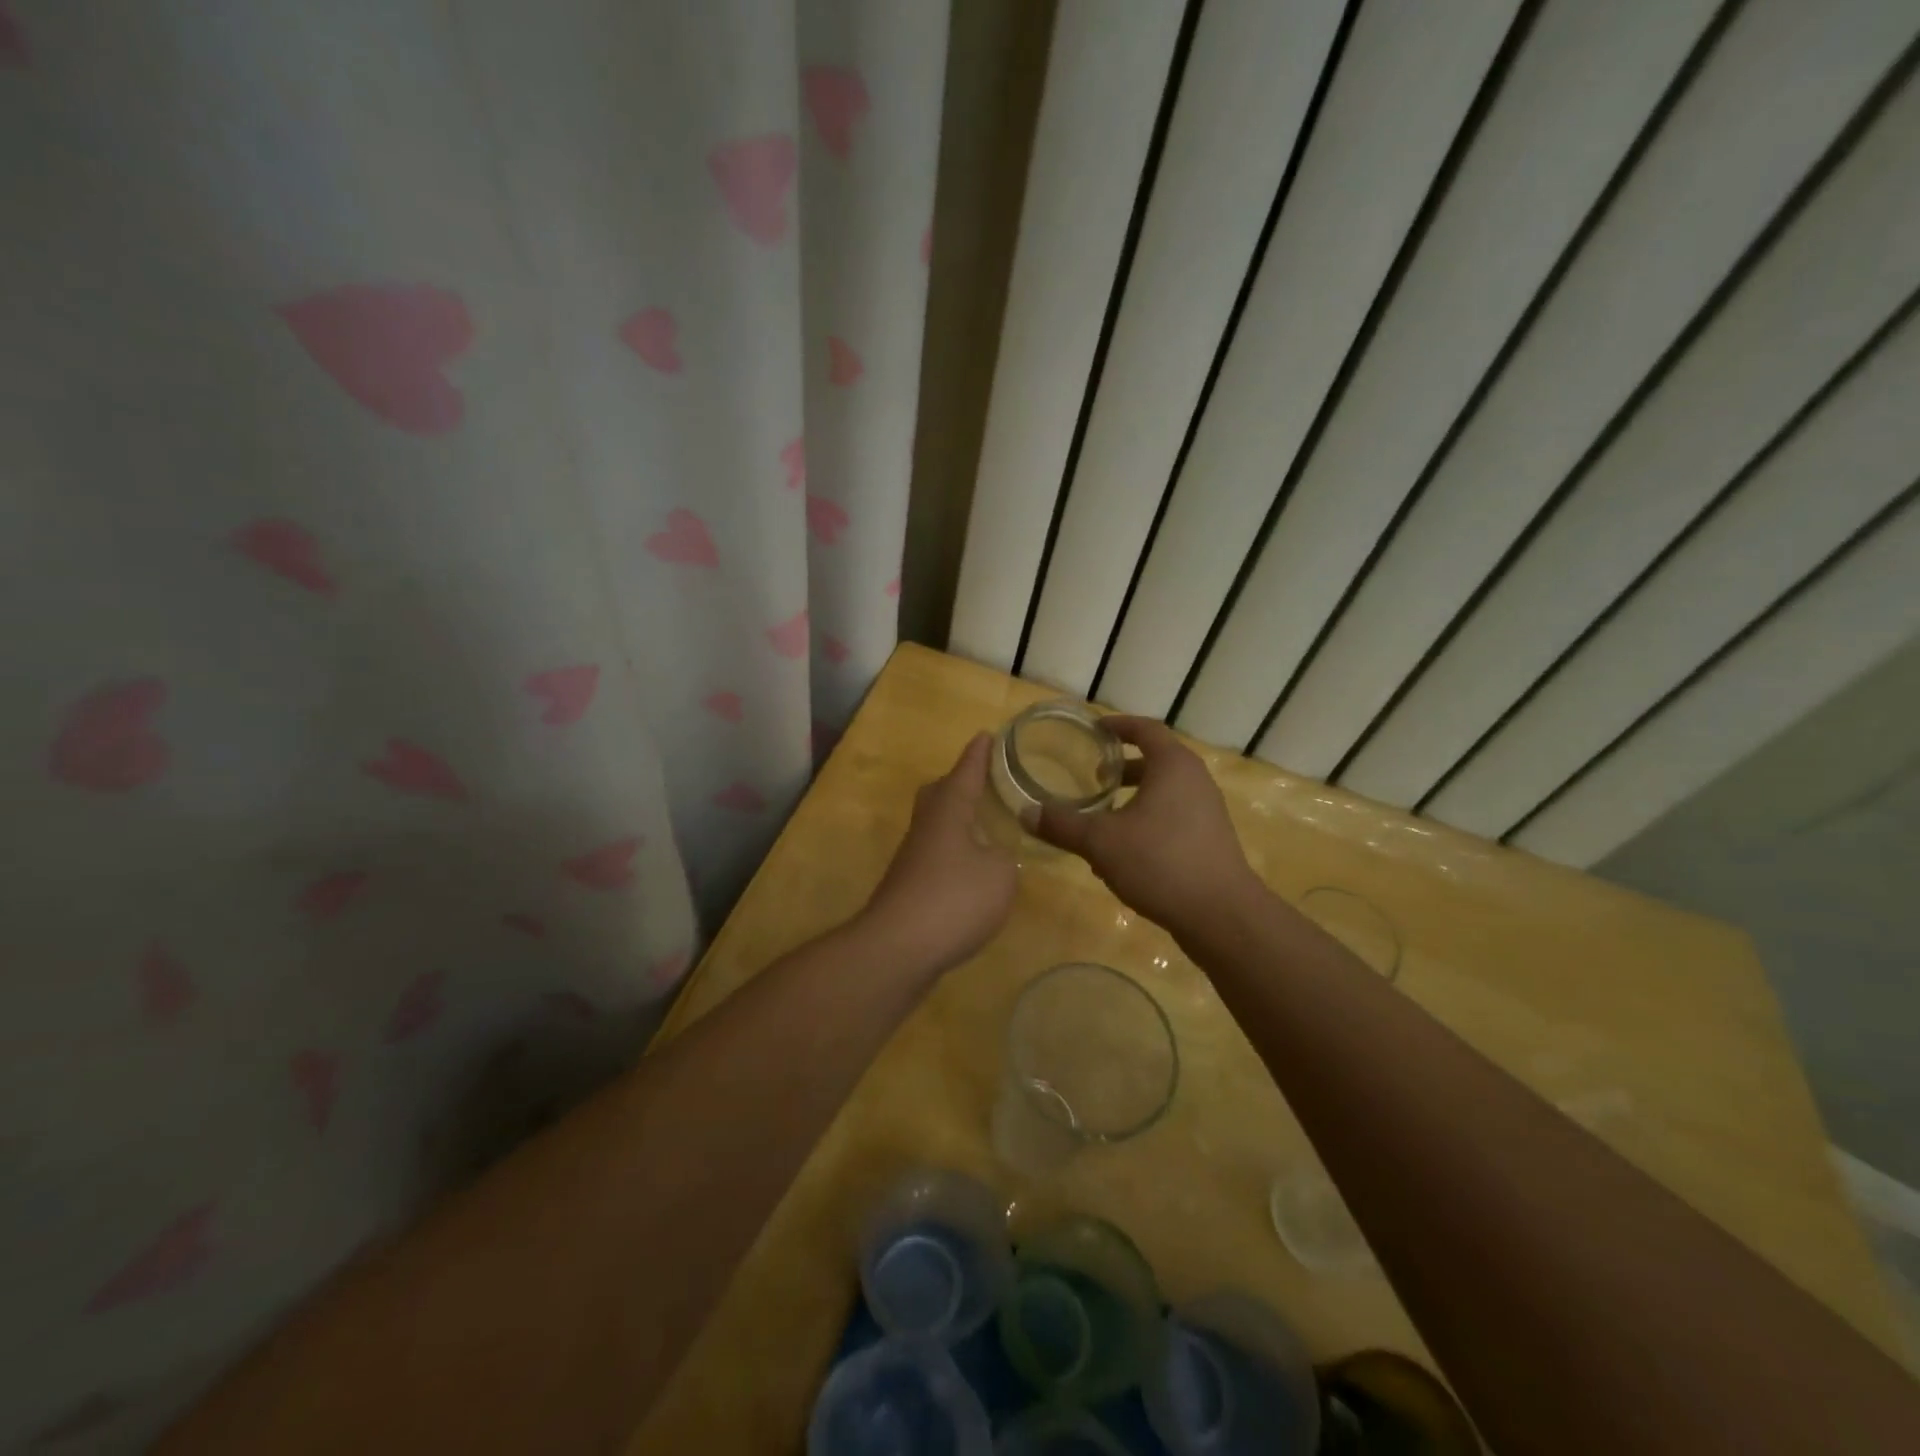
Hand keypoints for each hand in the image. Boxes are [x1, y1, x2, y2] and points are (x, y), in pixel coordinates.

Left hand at [860, 732, 1017, 973]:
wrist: (897, 948)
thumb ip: (1003, 858)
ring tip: (983, 827)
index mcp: (948, 810)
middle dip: (959, 784)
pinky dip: (953, 855)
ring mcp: (912, 858)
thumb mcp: (999, 874)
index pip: (966, 772)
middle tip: (982, 781)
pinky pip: (935, 856)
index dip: (979, 755)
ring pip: (935, 826)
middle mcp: (926, 826)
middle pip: (939, 794)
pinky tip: (970, 872)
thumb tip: (992, 855)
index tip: (987, 735)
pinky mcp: (908, 887)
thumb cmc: (954, 898)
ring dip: (957, 822)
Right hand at [1037, 716, 1262, 940]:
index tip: (1093, 731)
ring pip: (1163, 793)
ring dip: (1132, 799)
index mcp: (1173, 766)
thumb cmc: (1160, 862)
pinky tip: (1122, 854)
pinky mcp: (1210, 840)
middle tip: (1093, 777)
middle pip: (1155, 761)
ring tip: (1101, 818)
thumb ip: (1062, 825)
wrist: (1221, 915)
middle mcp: (1195, 781)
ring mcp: (1207, 812)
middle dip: (1122, 768)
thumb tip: (1025, 813)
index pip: (1145, 729)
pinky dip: (1146, 822)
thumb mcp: (1100, 842)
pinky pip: (1173, 818)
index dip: (1118, 725)